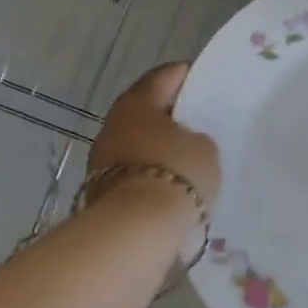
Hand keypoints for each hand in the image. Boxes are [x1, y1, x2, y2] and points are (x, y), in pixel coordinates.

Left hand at [86, 63, 221, 210]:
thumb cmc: (175, 174)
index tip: (206, 82)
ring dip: (159, 147)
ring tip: (189, 157)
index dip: (187, 76)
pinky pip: (134, 172)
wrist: (134, 231)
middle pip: (147, 110)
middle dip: (171, 115)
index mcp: (137, 101)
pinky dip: (152, 173)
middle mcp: (114, 123)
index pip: (164, 76)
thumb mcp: (205, 149)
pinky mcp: (101, 191)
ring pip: (138, 142)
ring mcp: (102, 159)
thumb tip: (187, 143)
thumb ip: (198, 138)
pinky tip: (173, 183)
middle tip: (200, 121)